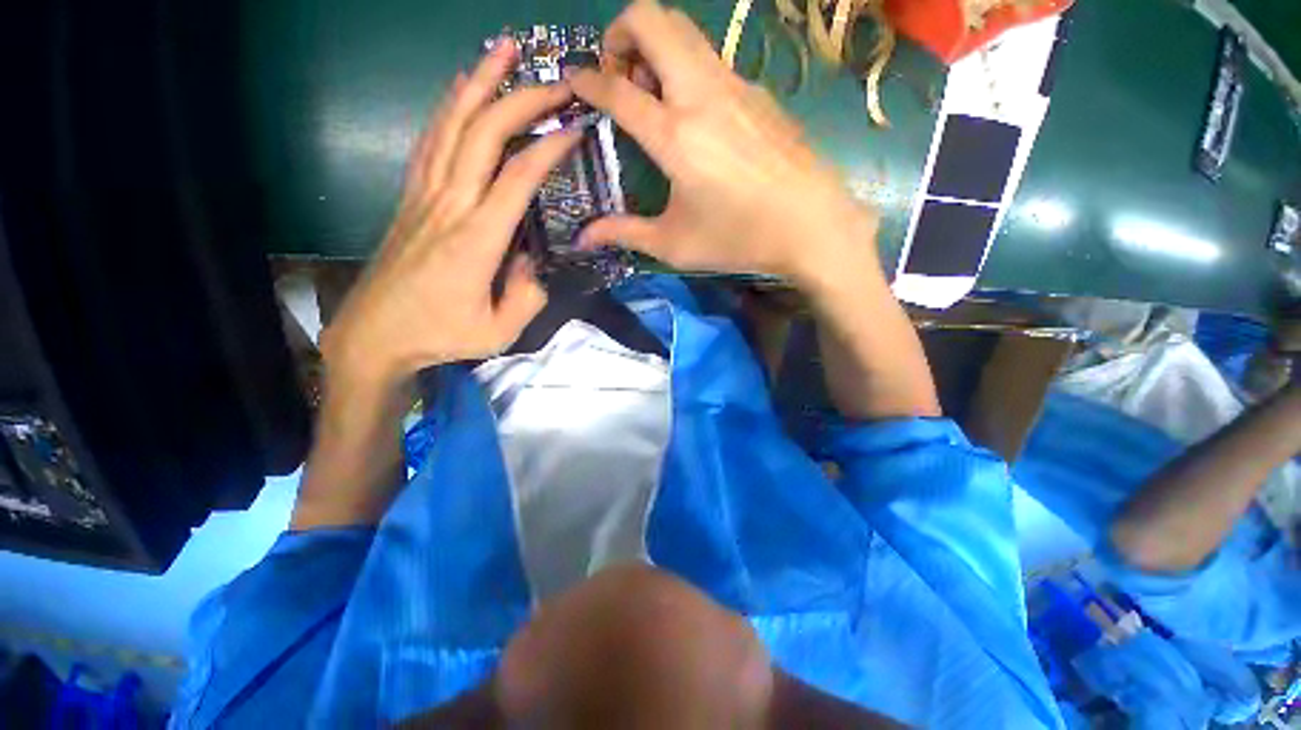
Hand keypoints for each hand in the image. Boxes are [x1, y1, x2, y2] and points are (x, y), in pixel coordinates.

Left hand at [321, 40, 580, 391]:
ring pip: (451, 125)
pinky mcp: (411, 197)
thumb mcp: (500, 332)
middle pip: (484, 134)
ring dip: (478, 83)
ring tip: (502, 51)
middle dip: (520, 99)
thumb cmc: (441, 335)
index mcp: (477, 239)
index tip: (575, 127)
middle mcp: (450, 205)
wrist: (376, 334)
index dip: (548, 147)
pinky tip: (460, 89)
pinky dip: (448, 108)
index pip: (518, 177)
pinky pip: (430, 141)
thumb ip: (528, 297)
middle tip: (553, 79)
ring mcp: (425, 196)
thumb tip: (535, 263)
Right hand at [570, 1, 877, 292]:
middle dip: (621, 33)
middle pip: (652, 18)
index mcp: (675, 135)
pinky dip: (687, 67)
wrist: (811, 226)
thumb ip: (625, 233)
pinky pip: (711, 59)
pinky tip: (695, 114)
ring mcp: (735, 85)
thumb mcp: (674, 244)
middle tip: (618, 77)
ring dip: (656, 46)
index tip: (574, 82)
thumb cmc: (738, 239)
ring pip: (684, 31)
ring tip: (654, 95)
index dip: (587, 80)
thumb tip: (585, 238)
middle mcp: (701, 94)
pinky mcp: (758, 92)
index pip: (617, 87)